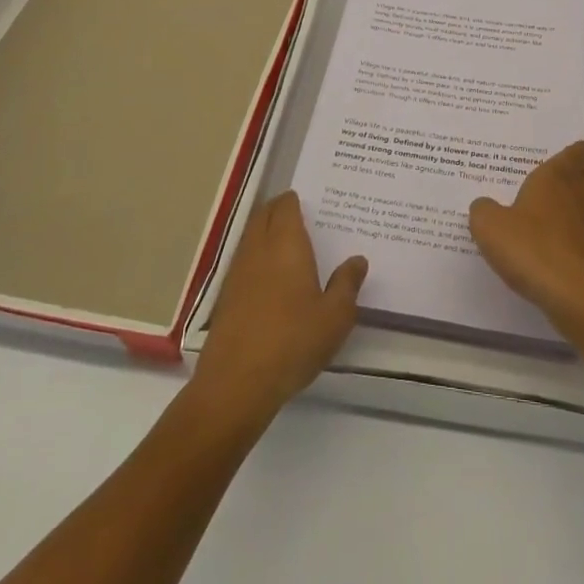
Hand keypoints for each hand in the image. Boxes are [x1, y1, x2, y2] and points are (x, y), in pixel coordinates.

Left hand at [193, 192, 367, 424]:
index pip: (286, 206)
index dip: (295, 200)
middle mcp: (259, 249)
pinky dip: (256, 257)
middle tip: (298, 215)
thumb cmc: (293, 341)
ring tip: (286, 244)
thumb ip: (347, 284)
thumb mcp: (335, 316)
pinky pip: (243, 261)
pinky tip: (269, 278)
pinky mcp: (225, 297)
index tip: (308, 202)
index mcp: (286, 244)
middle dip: (278, 210)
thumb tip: (357, 260)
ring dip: (265, 232)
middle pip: (264, 216)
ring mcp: (237, 272)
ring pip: (251, 237)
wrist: (237, 383)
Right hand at [469, 141, 583, 327]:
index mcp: (555, 178)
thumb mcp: (489, 226)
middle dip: (583, 175)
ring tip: (569, 212)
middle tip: (567, 180)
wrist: (574, 294)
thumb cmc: (530, 247)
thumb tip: (484, 206)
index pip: (573, 154)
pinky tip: (567, 248)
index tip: (577, 149)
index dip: (575, 151)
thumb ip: (483, 211)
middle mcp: (579, 196)